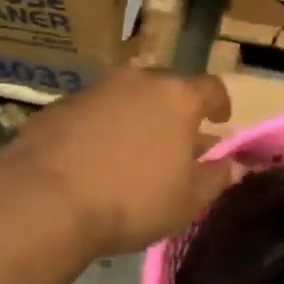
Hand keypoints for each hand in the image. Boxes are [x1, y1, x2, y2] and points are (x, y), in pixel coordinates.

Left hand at [1, 67, 236, 255]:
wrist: (47, 200)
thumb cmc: (133, 199)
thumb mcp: (187, 201)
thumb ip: (216, 178)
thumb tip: (236, 165)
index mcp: (177, 98)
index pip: (211, 87)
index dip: (220, 102)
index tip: (220, 120)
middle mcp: (137, 82)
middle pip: (166, 88)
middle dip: (174, 111)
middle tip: (175, 140)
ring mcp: (94, 90)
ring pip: (125, 97)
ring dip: (134, 117)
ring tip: (132, 150)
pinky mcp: (58, 107)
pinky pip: (91, 113)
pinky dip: (99, 128)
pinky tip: (92, 158)